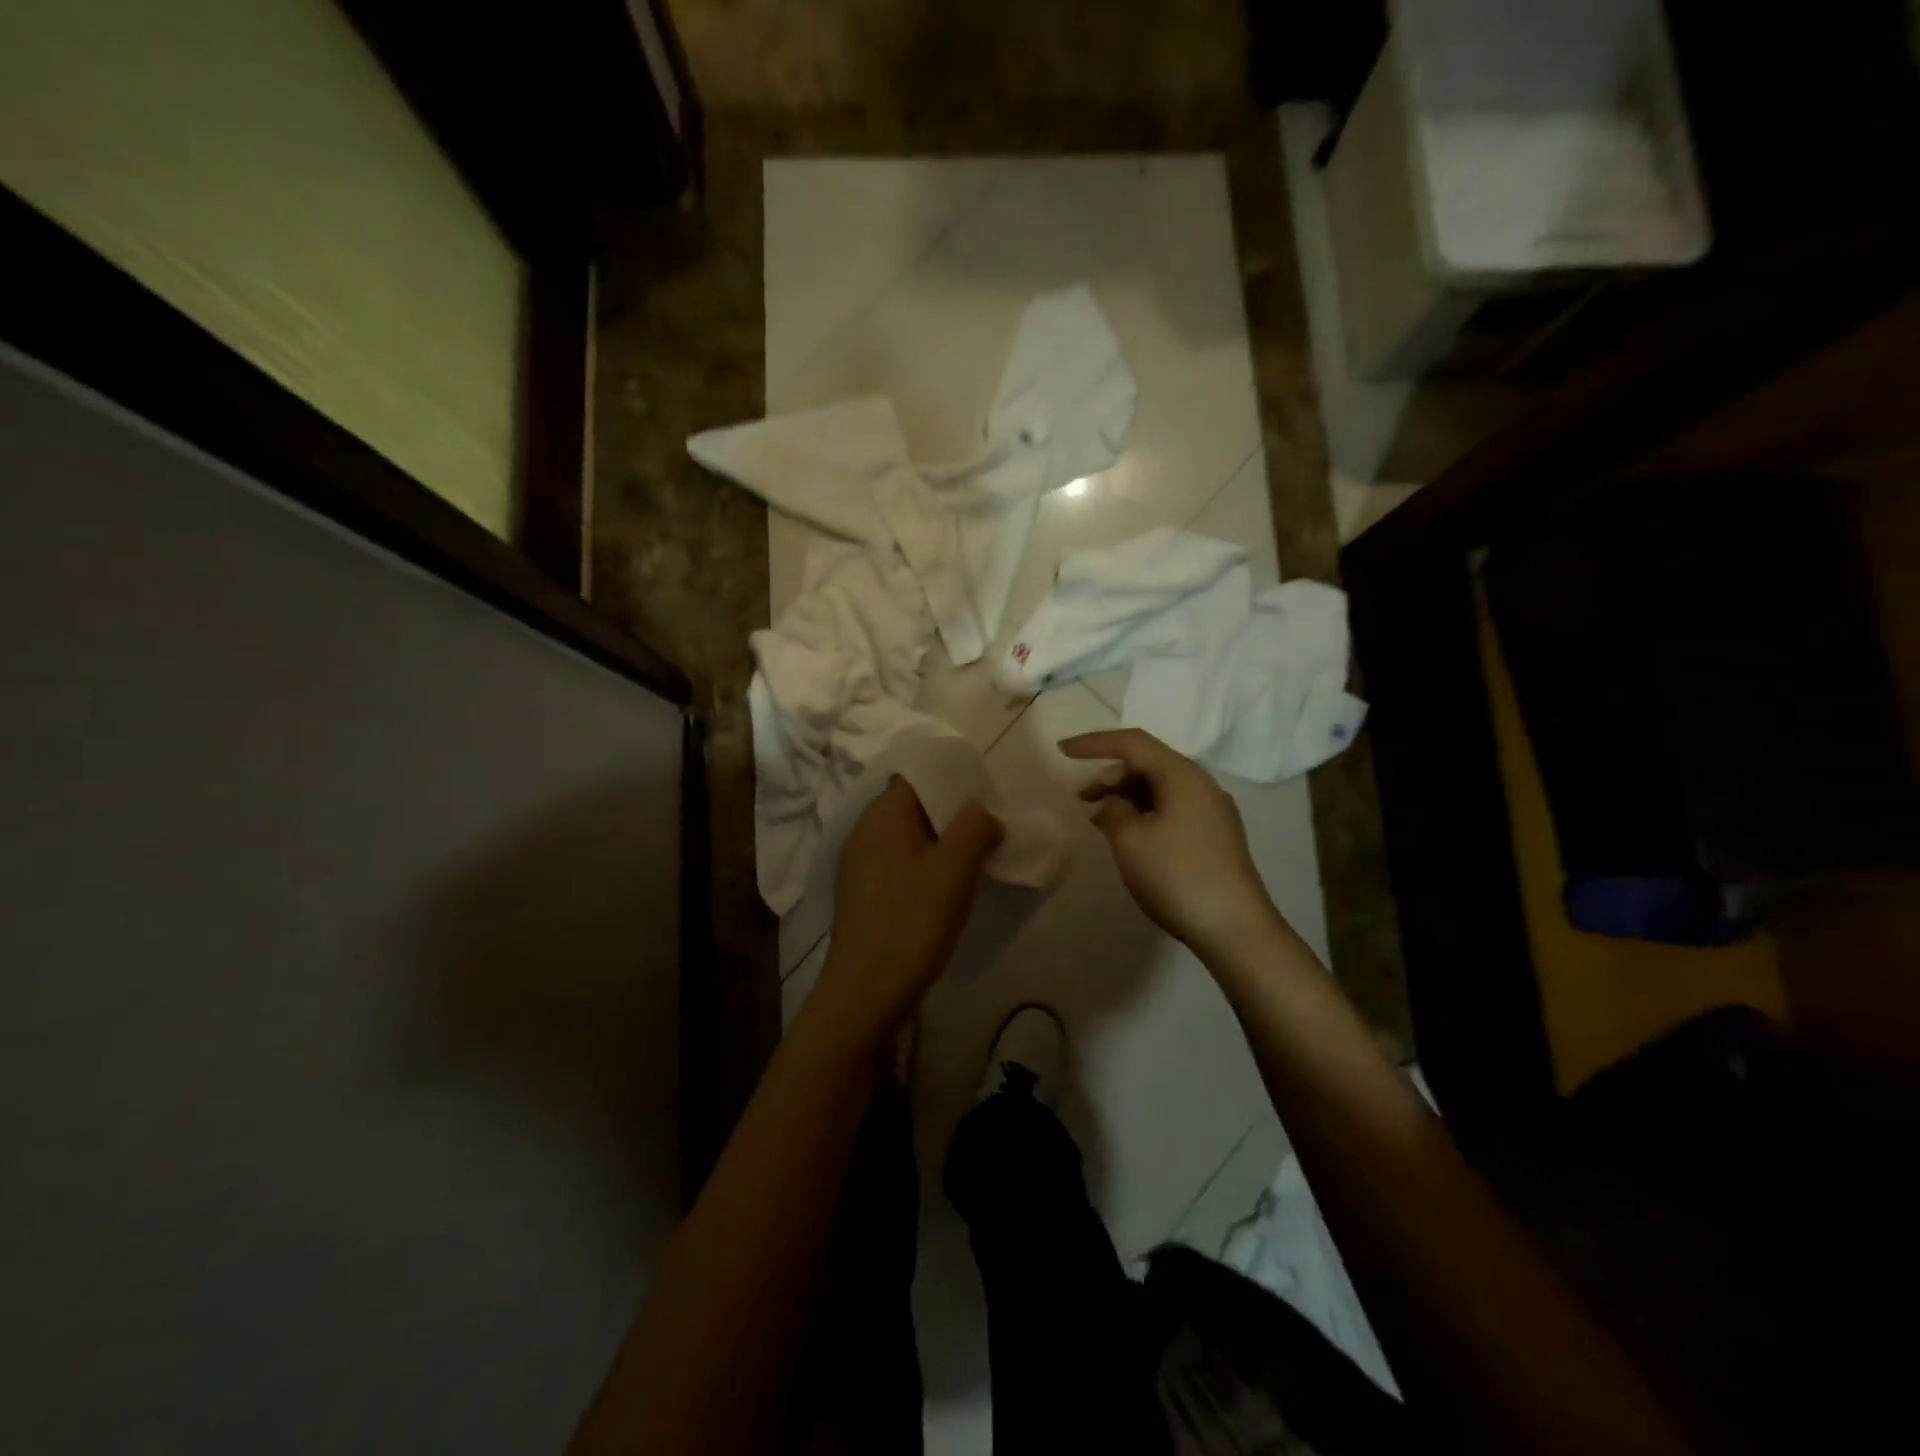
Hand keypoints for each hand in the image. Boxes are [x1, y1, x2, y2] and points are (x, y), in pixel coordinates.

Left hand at [811, 778, 1003, 1042]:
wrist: (865, 991)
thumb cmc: (912, 922)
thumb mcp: (954, 870)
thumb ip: (975, 827)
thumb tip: (984, 812)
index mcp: (883, 813)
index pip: (919, 775)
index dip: (955, 780)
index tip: (988, 798)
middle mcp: (865, 829)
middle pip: (914, 804)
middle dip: (952, 813)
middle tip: (988, 830)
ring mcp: (859, 862)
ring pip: (908, 835)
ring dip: (940, 842)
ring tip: (974, 859)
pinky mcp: (862, 891)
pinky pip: (899, 861)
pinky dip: (924, 864)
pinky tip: (945, 887)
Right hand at [1061, 729, 1279, 962]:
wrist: (1234, 927)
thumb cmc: (1176, 875)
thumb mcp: (1130, 839)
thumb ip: (1114, 810)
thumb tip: (1116, 803)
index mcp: (1182, 774)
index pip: (1132, 743)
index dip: (1094, 743)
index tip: (1062, 751)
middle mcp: (1201, 784)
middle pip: (1148, 763)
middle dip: (1110, 774)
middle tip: (1081, 797)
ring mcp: (1212, 811)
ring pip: (1160, 788)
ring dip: (1126, 796)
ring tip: (1100, 819)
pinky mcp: (1215, 836)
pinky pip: (1172, 808)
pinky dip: (1144, 812)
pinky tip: (1129, 836)